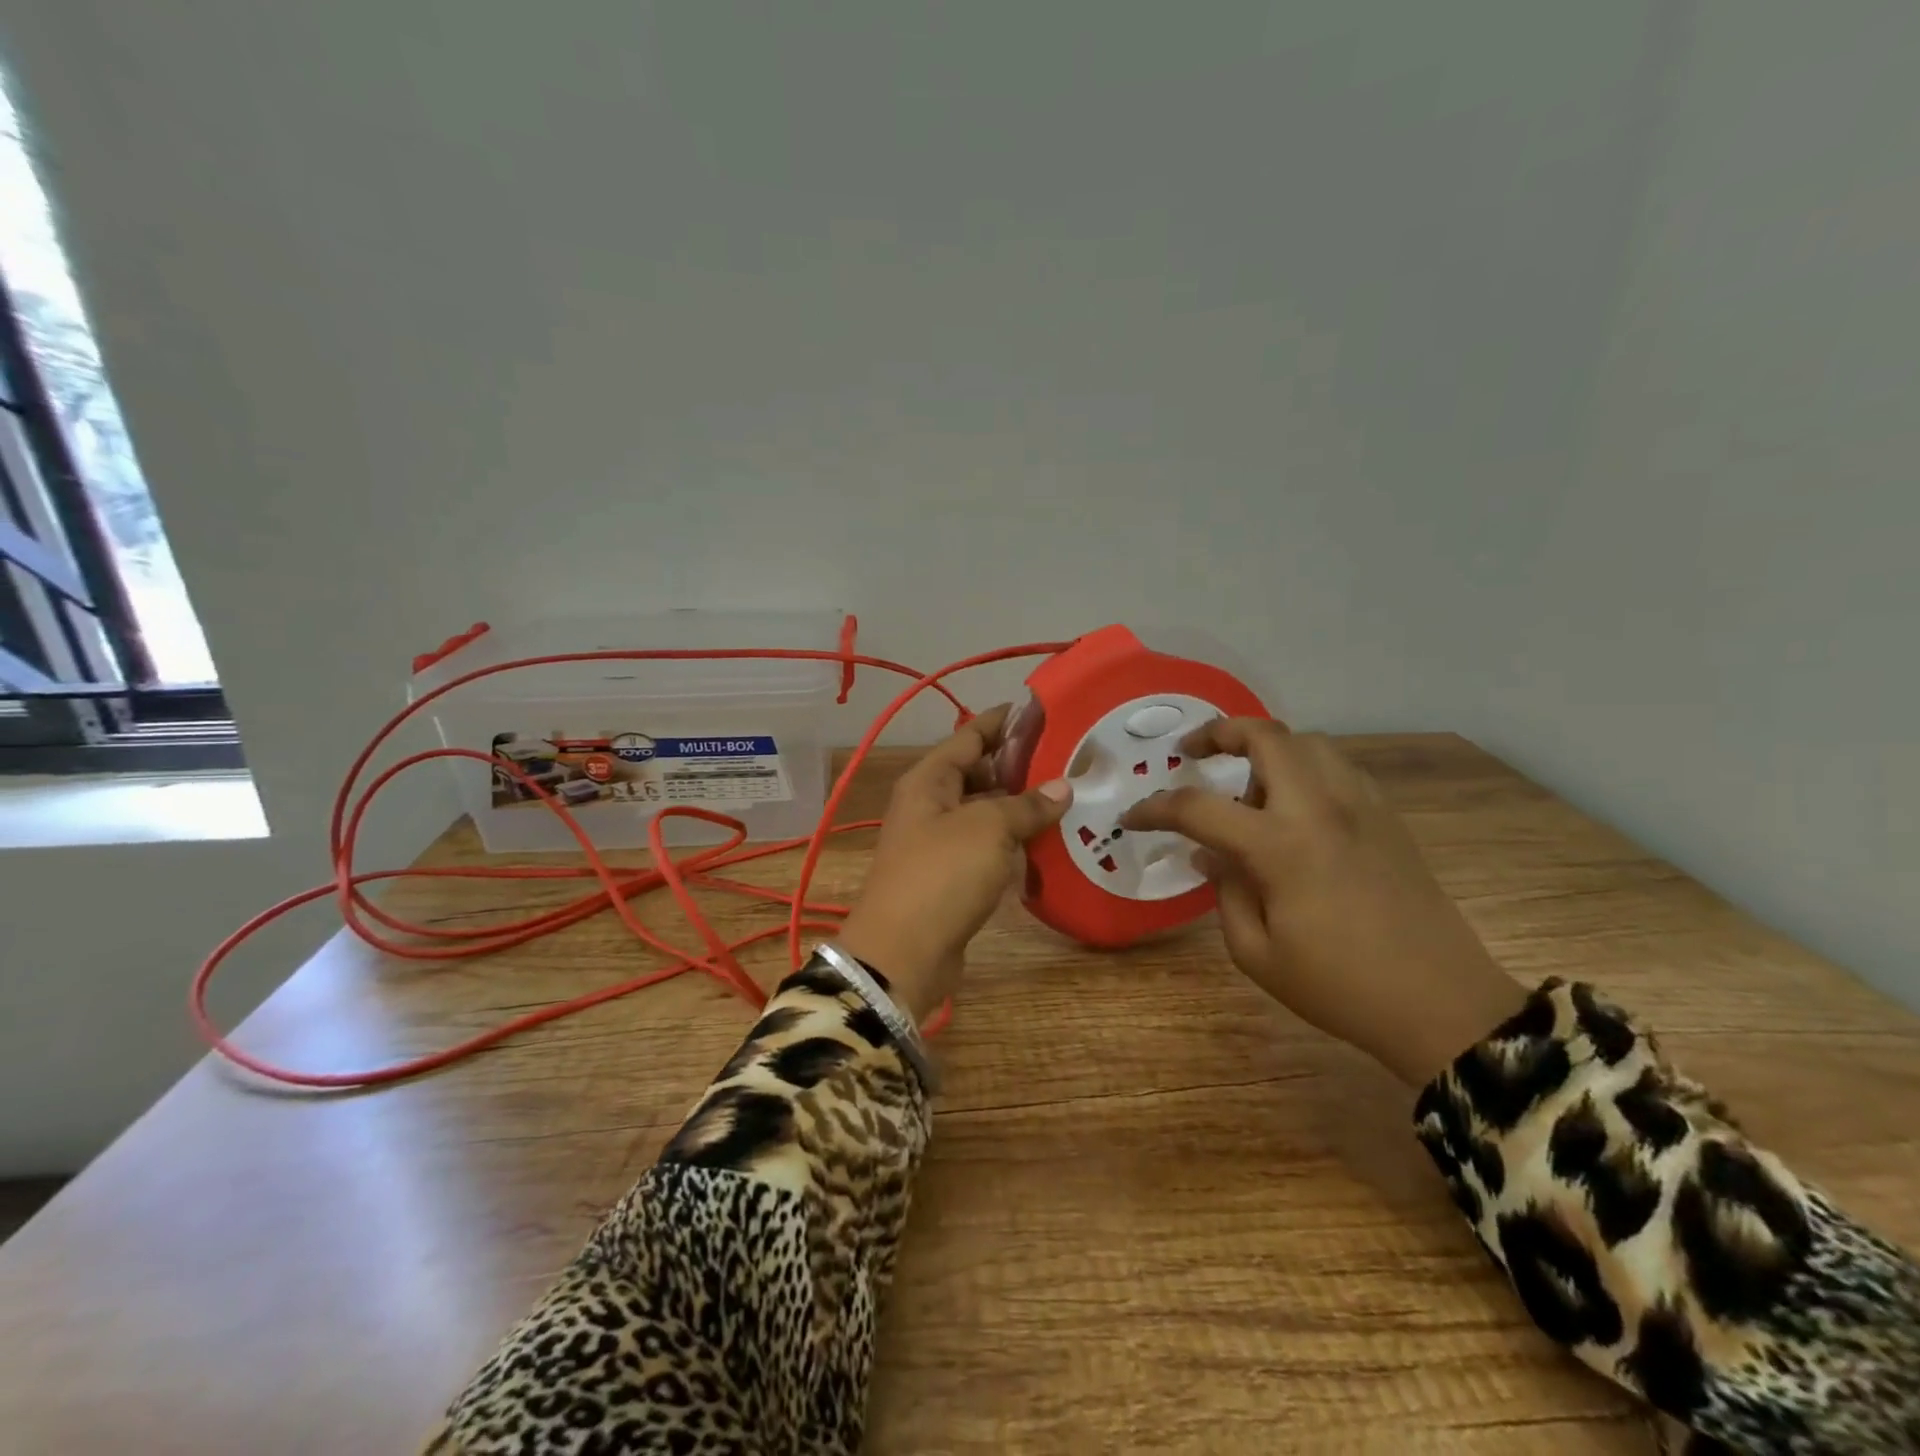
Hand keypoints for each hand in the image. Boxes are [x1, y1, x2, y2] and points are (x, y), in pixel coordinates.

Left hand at [837, 705, 1072, 1021]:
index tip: (1044, 710)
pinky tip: (1049, 840)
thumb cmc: (942, 875)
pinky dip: (1014, 841)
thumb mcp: (988, 829)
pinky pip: (987, 846)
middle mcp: (931, 804)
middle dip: (1019, 765)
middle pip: (978, 772)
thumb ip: (1026, 805)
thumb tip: (1062, 787)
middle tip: (1070, 759)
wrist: (903, 953)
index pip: (970, 735)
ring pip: (985, 811)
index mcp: (929, 779)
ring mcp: (939, 842)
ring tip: (1069, 796)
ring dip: (1020, 805)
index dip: (1004, 721)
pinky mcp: (951, 876)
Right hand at [1122, 720, 1527, 1086]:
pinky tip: (1295, 806)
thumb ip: (1225, 893)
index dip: (1156, 809)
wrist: (1442, 1005)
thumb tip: (1209, 856)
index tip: (1133, 817)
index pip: (1199, 808)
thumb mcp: (1257, 953)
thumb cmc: (1340, 987)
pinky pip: (1338, 768)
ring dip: (1267, 749)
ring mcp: (1361, 807)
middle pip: (1267, 736)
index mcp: (1281, 846)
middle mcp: (1320, 809)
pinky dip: (1305, 768)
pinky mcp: (1388, 818)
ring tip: (1246, 786)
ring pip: (1308, 743)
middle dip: (1219, 732)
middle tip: (1192, 752)